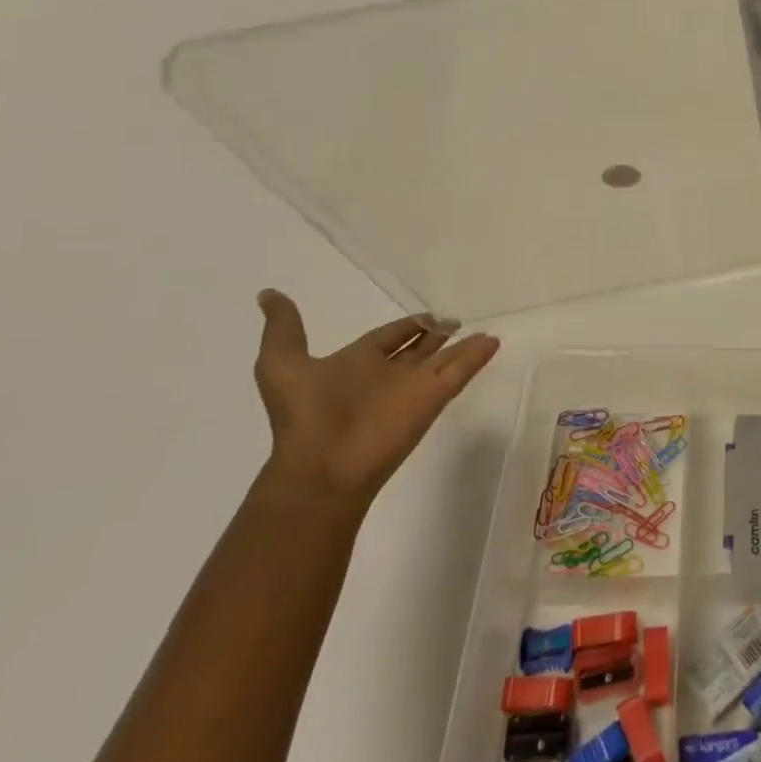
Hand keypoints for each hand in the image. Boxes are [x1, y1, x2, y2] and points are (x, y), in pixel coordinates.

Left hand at [253, 290, 499, 504]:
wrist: (321, 468)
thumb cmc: (303, 415)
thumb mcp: (282, 365)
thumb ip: (283, 328)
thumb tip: (267, 294)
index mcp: (358, 363)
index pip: (390, 337)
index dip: (407, 326)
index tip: (426, 315)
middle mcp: (389, 374)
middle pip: (420, 349)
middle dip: (436, 334)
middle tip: (455, 319)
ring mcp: (413, 387)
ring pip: (445, 360)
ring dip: (463, 345)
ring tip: (486, 329)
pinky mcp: (434, 399)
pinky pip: (461, 371)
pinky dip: (477, 356)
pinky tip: (493, 340)